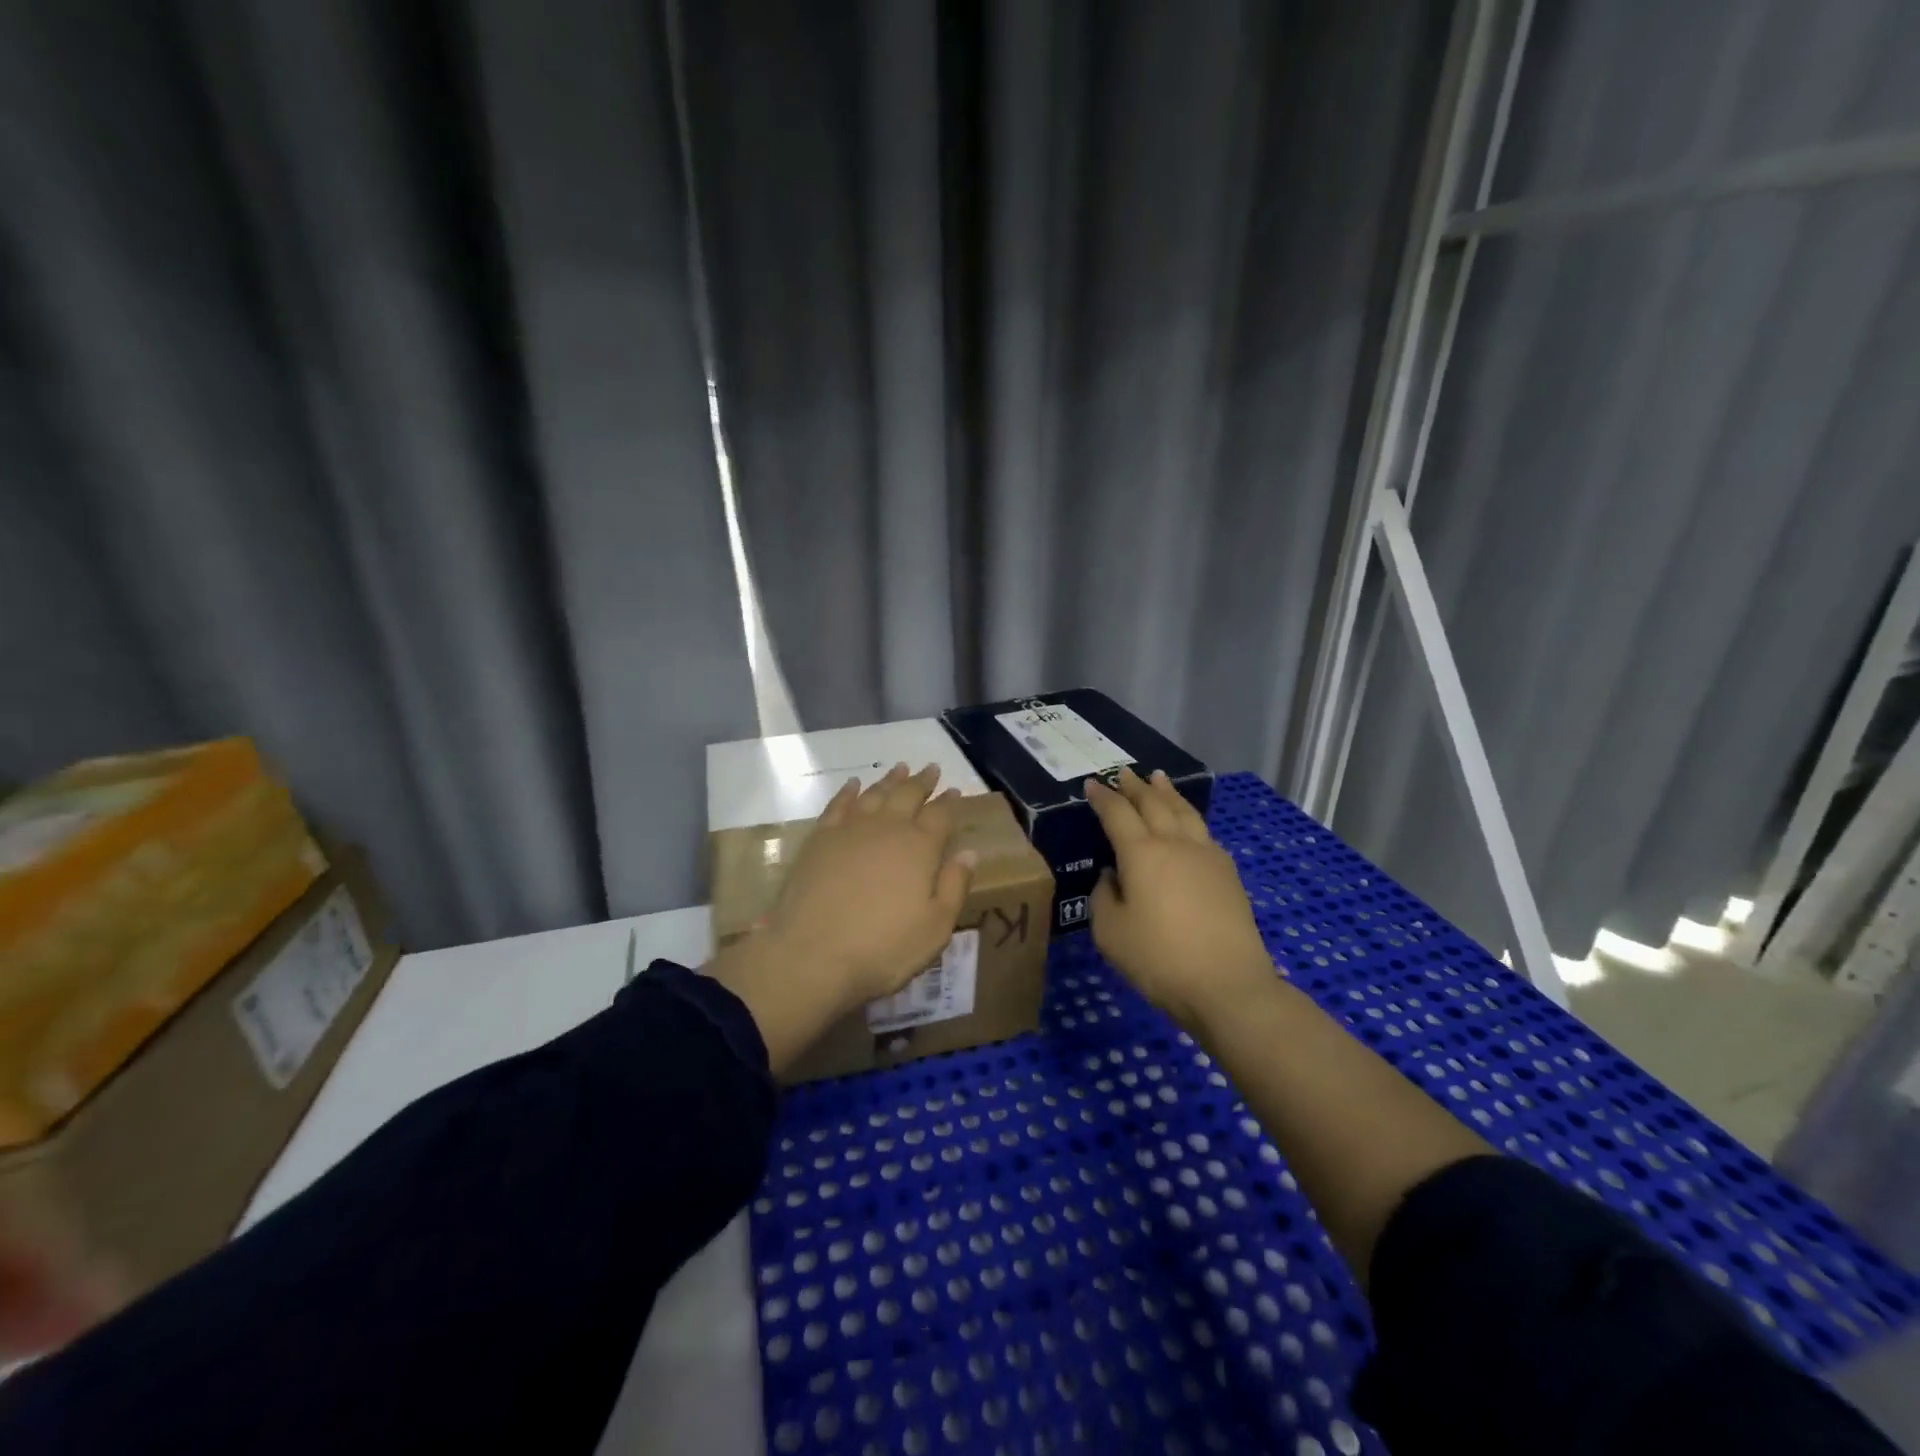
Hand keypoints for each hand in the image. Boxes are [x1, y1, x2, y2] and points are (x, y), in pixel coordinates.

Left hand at [746, 763, 976, 1013]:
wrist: (812, 955)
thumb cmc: (883, 948)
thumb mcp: (935, 928)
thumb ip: (954, 886)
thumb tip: (970, 852)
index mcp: (920, 848)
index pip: (940, 815)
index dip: (949, 802)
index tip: (955, 791)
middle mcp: (887, 828)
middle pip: (908, 795)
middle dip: (922, 781)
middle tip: (931, 768)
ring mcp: (850, 830)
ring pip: (875, 794)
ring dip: (890, 780)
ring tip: (900, 768)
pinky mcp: (819, 839)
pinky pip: (838, 804)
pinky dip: (848, 791)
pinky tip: (853, 785)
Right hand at [1085, 767, 1272, 1030]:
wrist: (1228, 985)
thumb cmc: (1160, 959)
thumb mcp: (1110, 933)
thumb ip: (1103, 897)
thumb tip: (1113, 876)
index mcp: (1141, 854)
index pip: (1117, 814)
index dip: (1102, 797)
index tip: (1092, 783)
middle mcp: (1174, 844)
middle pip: (1153, 804)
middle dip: (1135, 786)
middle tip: (1123, 772)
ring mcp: (1206, 856)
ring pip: (1184, 812)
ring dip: (1167, 793)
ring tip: (1158, 779)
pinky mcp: (1227, 874)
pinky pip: (1203, 832)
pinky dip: (1188, 817)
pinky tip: (1188, 822)